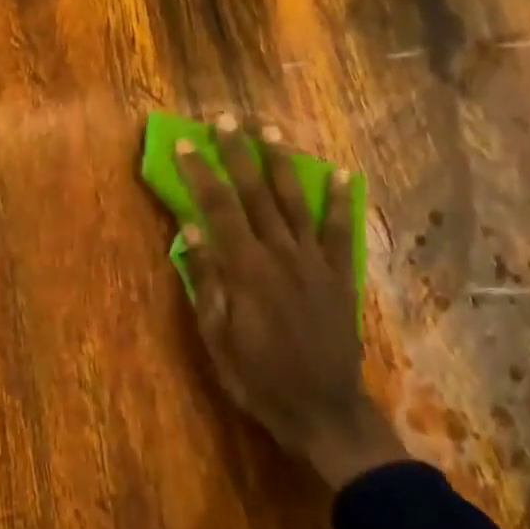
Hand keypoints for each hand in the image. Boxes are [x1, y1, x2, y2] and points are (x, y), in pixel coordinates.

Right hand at [175, 114, 406, 491]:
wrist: (323, 409)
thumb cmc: (258, 378)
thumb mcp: (217, 338)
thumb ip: (207, 282)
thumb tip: (191, 232)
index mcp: (246, 270)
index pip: (218, 209)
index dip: (201, 174)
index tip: (187, 144)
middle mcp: (281, 254)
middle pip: (256, 193)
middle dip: (239, 154)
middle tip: (226, 120)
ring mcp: (315, 261)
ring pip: (295, 201)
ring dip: (282, 163)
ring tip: (271, 130)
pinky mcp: (339, 274)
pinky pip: (340, 230)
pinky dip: (341, 201)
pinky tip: (342, 174)